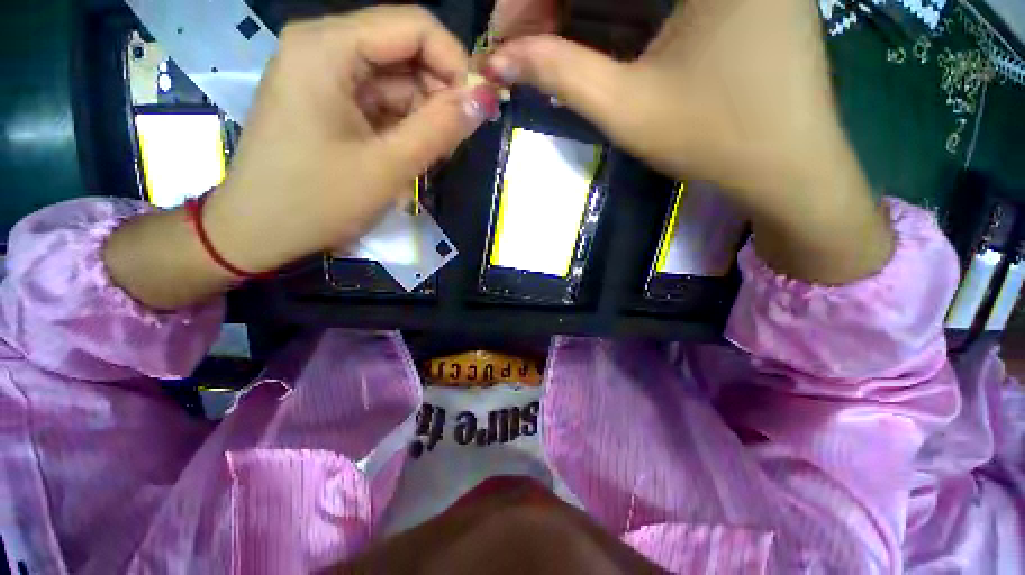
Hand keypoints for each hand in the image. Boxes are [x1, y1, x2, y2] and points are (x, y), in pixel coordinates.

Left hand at [204, 7, 492, 273]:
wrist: (259, 232)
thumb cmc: (317, 200)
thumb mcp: (388, 166)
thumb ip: (440, 128)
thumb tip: (485, 99)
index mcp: (328, 47)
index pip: (415, 27)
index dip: (455, 63)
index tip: (478, 110)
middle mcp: (325, 48)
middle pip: (406, 53)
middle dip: (439, 97)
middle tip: (452, 145)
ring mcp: (325, 77)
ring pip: (398, 83)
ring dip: (424, 119)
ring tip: (429, 159)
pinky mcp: (329, 103)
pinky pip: (382, 104)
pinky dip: (404, 129)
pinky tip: (409, 158)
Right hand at [486, 0, 893, 283]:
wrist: (786, 166)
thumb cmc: (712, 138)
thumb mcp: (626, 106)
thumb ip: (560, 72)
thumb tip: (501, 61)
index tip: (505, 39)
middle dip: (553, 5)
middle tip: (522, 47)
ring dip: (578, 10)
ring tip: (546, 47)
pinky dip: (614, 13)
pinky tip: (584, 37)